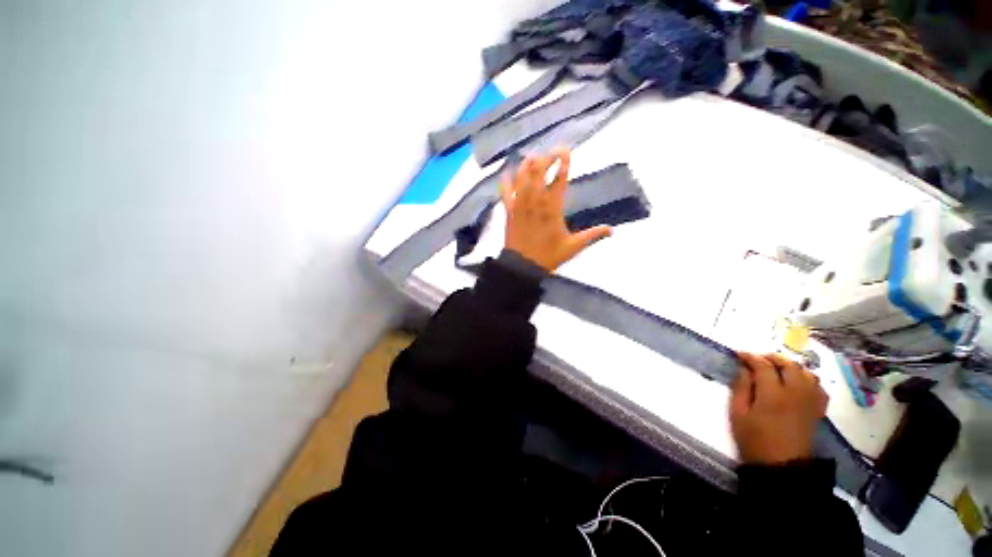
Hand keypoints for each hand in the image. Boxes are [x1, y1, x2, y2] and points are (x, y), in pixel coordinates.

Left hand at [500, 149, 611, 272]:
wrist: (522, 266)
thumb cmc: (548, 256)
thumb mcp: (573, 247)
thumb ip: (592, 235)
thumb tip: (612, 230)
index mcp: (553, 208)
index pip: (560, 178)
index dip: (563, 162)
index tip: (566, 150)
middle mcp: (536, 201)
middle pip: (539, 171)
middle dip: (545, 158)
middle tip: (552, 153)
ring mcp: (520, 205)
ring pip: (522, 177)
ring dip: (527, 165)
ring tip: (533, 158)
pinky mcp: (509, 211)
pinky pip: (505, 192)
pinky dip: (505, 181)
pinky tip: (507, 173)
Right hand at [729, 353, 828, 464]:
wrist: (782, 467)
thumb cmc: (754, 441)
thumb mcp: (738, 414)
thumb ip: (741, 389)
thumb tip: (744, 370)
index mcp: (772, 394)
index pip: (764, 366)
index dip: (751, 357)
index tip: (740, 354)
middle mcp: (795, 393)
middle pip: (789, 365)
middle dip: (772, 358)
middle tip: (758, 359)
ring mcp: (810, 402)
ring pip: (806, 373)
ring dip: (791, 367)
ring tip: (777, 369)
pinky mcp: (817, 411)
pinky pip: (818, 387)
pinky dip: (808, 379)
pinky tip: (798, 383)